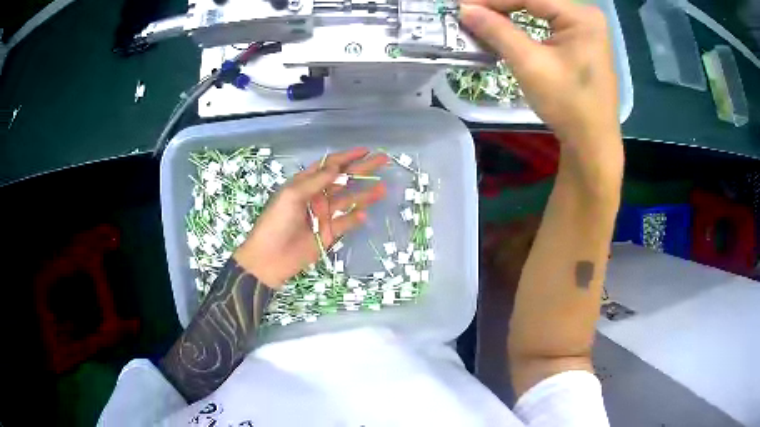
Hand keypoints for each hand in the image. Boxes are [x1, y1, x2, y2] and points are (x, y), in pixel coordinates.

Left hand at [233, 148, 387, 287]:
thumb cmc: (276, 222)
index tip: (365, 151)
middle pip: (343, 180)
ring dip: (365, 194)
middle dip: (362, 170)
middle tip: (382, 161)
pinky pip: (346, 222)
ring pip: (348, 201)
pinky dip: (355, 218)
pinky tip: (365, 214)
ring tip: (382, 188)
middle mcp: (317, 196)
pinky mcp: (329, 233)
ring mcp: (324, 215)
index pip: (329, 165)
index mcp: (305, 184)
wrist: (270, 257)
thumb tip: (336, 166)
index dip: (347, 157)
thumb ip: (315, 181)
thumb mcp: (292, 195)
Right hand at [460, 0, 620, 150]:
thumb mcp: (530, 64)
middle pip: (535, 1)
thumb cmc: (568, 105)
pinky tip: (504, 29)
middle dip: (500, 5)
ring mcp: (585, 29)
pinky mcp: (580, 42)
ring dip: (509, 14)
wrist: (592, 143)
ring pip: (539, 10)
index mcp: (581, 17)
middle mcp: (586, 16)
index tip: (462, 5)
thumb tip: (464, 9)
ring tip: (482, 20)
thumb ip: (497, 31)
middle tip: (470, 12)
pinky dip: (523, 25)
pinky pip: (546, 23)